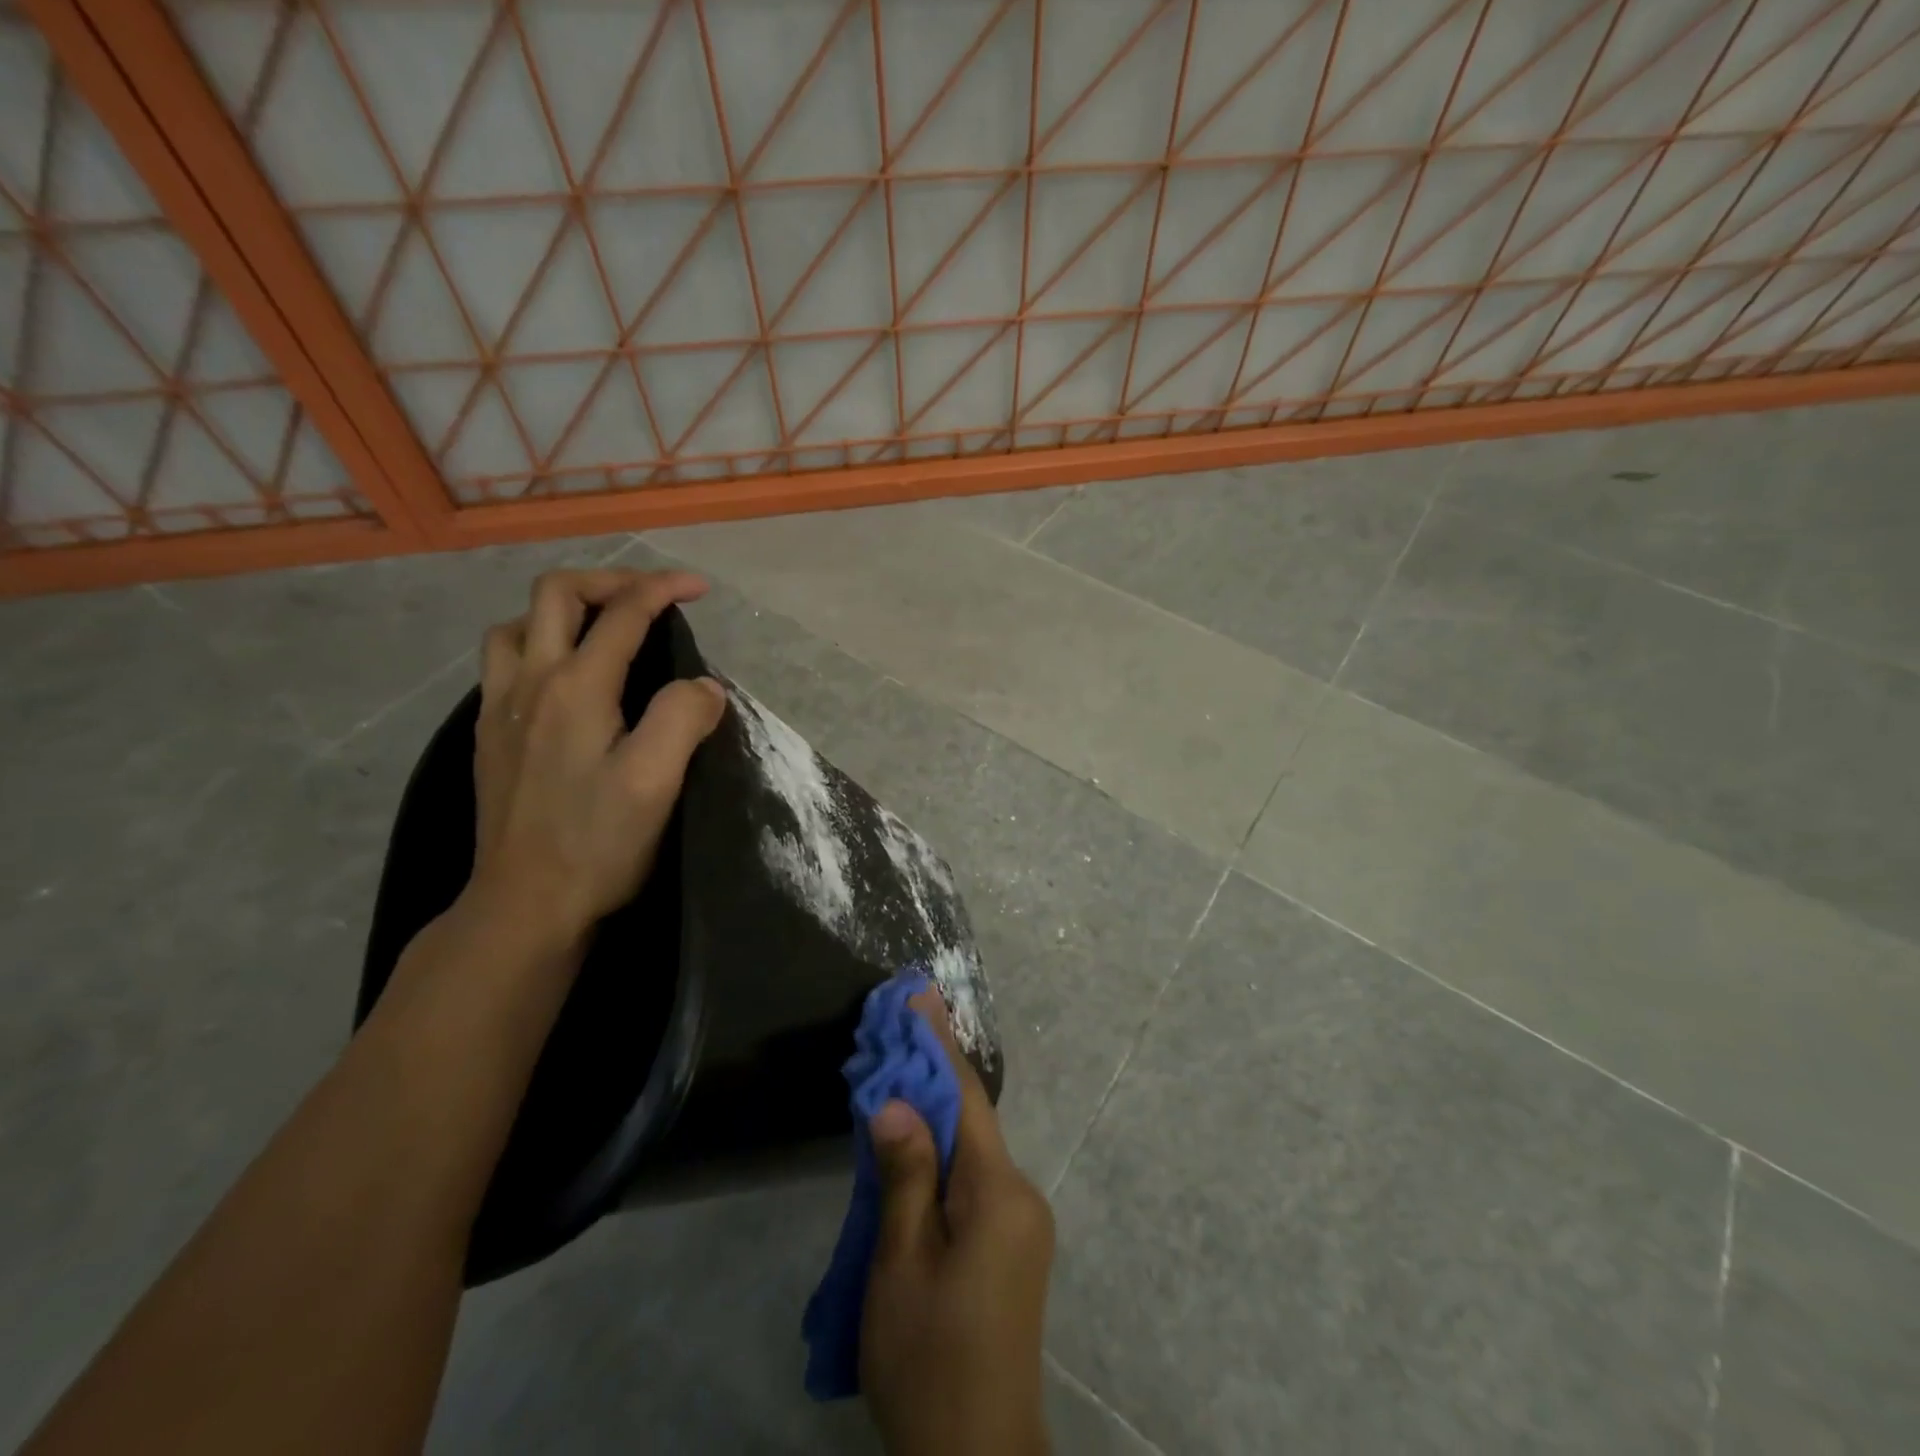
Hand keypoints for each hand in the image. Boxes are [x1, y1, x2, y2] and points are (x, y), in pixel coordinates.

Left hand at [469, 567, 726, 944]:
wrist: (525, 904)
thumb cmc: (597, 844)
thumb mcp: (655, 782)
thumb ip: (682, 719)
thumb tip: (703, 686)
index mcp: (575, 688)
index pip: (622, 614)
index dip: (662, 589)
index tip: (698, 588)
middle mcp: (530, 683)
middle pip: (556, 595)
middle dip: (610, 581)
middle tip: (651, 596)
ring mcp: (500, 708)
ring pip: (520, 624)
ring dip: (565, 609)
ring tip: (604, 629)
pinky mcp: (491, 735)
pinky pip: (506, 660)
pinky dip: (540, 642)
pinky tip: (564, 676)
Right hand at [862, 991, 1054, 1455]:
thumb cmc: (930, 1357)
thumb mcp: (901, 1266)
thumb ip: (904, 1175)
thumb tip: (896, 1098)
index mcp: (999, 1192)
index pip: (964, 1096)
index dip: (938, 1043)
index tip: (920, 994)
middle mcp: (1021, 1194)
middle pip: (969, 1118)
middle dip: (930, 1075)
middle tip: (894, 1030)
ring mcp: (1022, 1221)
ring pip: (971, 1149)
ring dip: (933, 1115)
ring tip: (892, 1080)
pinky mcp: (1013, 1243)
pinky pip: (974, 1178)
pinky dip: (942, 1153)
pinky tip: (912, 1147)